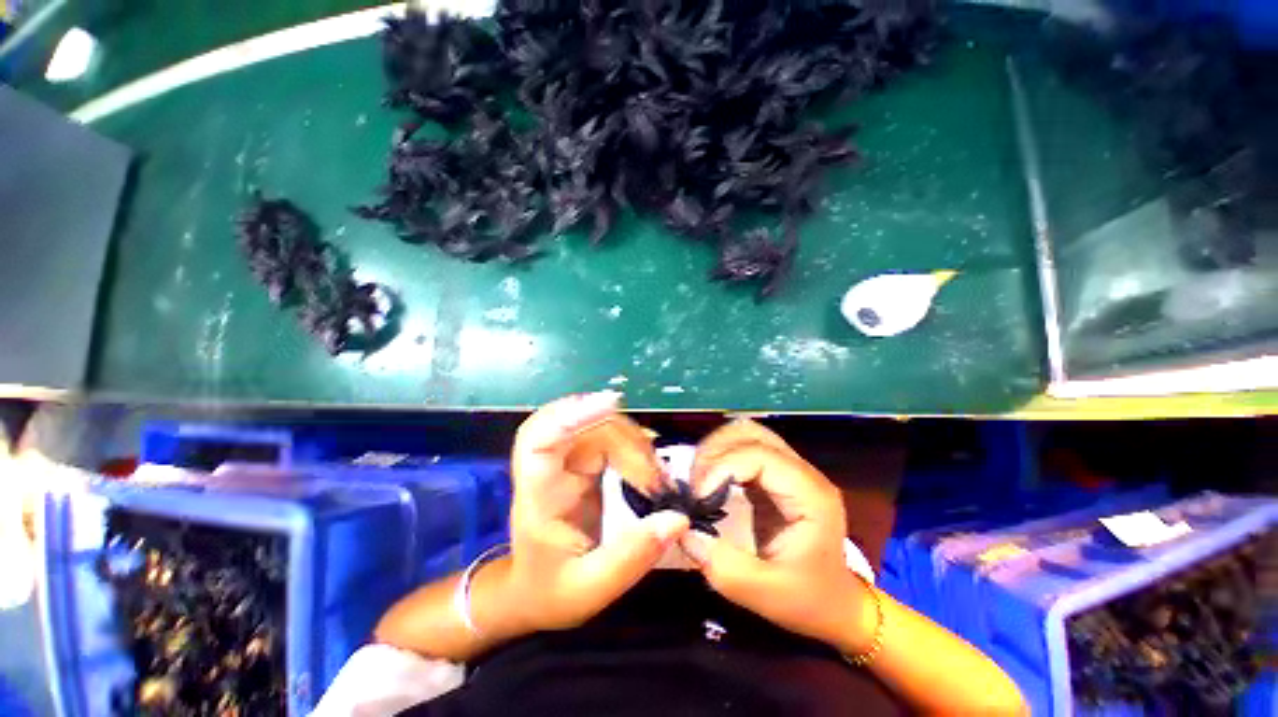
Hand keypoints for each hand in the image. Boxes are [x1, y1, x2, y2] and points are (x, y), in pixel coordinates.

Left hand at [504, 392, 689, 631]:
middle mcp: (548, 469)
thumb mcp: (590, 589)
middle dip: (622, 437)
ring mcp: (565, 461)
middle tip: (655, 475)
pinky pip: (607, 437)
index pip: (539, 441)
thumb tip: (677, 519)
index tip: (611, 403)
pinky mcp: (581, 461)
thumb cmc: (551, 591)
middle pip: (579, 425)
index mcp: (538, 498)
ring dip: (633, 443)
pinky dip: (633, 446)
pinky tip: (649, 466)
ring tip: (657, 478)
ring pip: (597, 427)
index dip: (571, 415)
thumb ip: (631, 558)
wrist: (532, 591)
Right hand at [680, 419, 875, 651]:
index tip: (699, 498)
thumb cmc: (808, 600)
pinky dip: (720, 457)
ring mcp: (789, 468)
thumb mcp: (767, 595)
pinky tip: (709, 480)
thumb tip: (684, 532)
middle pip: (751, 434)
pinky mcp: (775, 473)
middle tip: (694, 486)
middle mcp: (802, 472)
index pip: (759, 456)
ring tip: (699, 480)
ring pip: (745, 434)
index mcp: (810, 495)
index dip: (722, 468)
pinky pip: (742, 448)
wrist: (836, 603)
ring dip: (715, 450)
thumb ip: (725, 567)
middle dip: (715, 453)